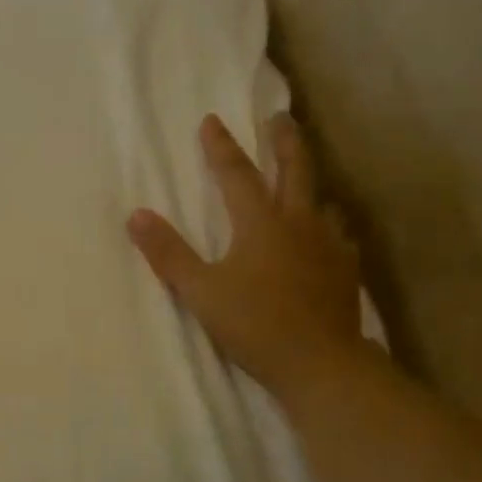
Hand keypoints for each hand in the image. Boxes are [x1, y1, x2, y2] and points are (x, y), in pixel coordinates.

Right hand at [128, 114, 366, 406]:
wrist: (321, 363)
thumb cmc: (254, 324)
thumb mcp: (200, 291)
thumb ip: (168, 253)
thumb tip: (136, 215)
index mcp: (260, 223)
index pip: (236, 174)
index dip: (221, 147)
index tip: (212, 120)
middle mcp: (298, 223)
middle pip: (295, 170)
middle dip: (284, 141)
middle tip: (280, 118)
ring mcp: (328, 244)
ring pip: (321, 199)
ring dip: (309, 182)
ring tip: (302, 179)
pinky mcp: (346, 269)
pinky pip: (338, 234)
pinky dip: (328, 224)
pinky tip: (327, 235)